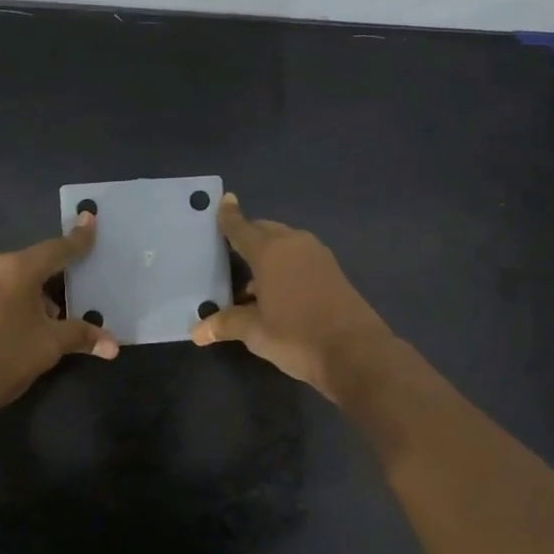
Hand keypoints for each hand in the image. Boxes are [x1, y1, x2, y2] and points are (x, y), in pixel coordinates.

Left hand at [0, 213, 120, 407]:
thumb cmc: (3, 357)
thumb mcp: (48, 346)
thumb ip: (81, 336)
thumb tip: (113, 346)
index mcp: (17, 268)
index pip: (57, 249)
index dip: (78, 238)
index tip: (90, 218)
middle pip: (33, 265)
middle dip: (54, 282)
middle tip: (70, 303)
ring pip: (12, 280)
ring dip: (31, 295)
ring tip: (43, 325)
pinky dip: (11, 302)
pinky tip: (16, 329)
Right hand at [189, 194, 395, 399]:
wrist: (355, 352)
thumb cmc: (297, 336)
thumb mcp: (255, 332)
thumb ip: (226, 324)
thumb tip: (197, 331)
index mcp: (270, 251)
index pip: (242, 228)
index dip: (229, 216)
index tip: (223, 201)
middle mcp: (294, 245)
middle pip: (265, 231)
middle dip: (248, 236)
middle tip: (228, 250)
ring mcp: (317, 256)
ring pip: (285, 244)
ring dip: (267, 255)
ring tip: (247, 280)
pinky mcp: (332, 272)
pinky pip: (299, 259)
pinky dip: (284, 266)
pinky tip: (274, 292)